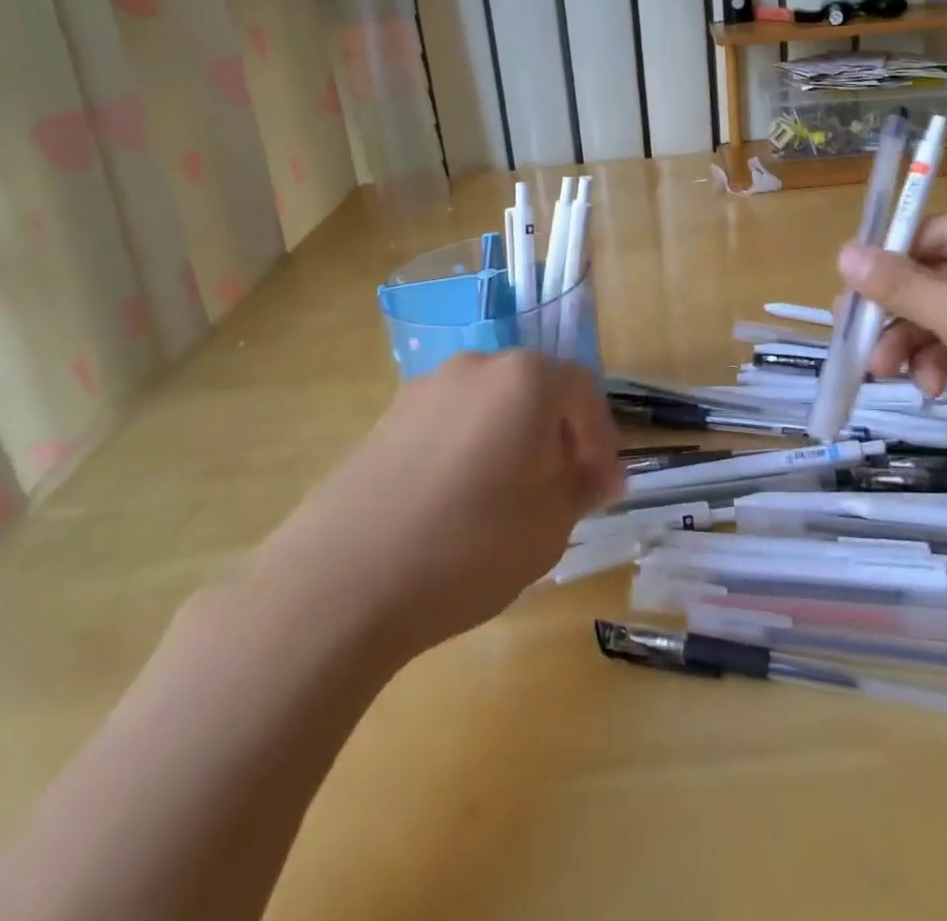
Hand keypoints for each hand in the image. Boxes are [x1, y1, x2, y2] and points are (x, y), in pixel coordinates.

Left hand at [247, 350, 622, 659]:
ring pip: (490, 405)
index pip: (583, 390)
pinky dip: (470, 449)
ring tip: (510, 498)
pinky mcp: (385, 419)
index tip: (605, 485)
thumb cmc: (469, 545)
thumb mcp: (550, 524)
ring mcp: (423, 389)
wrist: (341, 581)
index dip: (601, 438)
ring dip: (512, 441)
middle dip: (557, 436)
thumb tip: (598, 475)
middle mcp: (475, 366)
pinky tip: (460, 502)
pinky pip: (449, 423)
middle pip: (535, 390)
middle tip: (563, 489)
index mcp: (524, 378)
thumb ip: (583, 488)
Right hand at [837, 215, 946, 451]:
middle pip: (941, 277)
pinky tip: (928, 388)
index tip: (849, 285)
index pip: (942, 232)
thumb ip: (902, 285)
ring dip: (913, 341)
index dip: (893, 255)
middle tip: (853, 331)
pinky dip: (941, 362)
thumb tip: (842, 253)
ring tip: (883, 371)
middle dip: (898, 309)